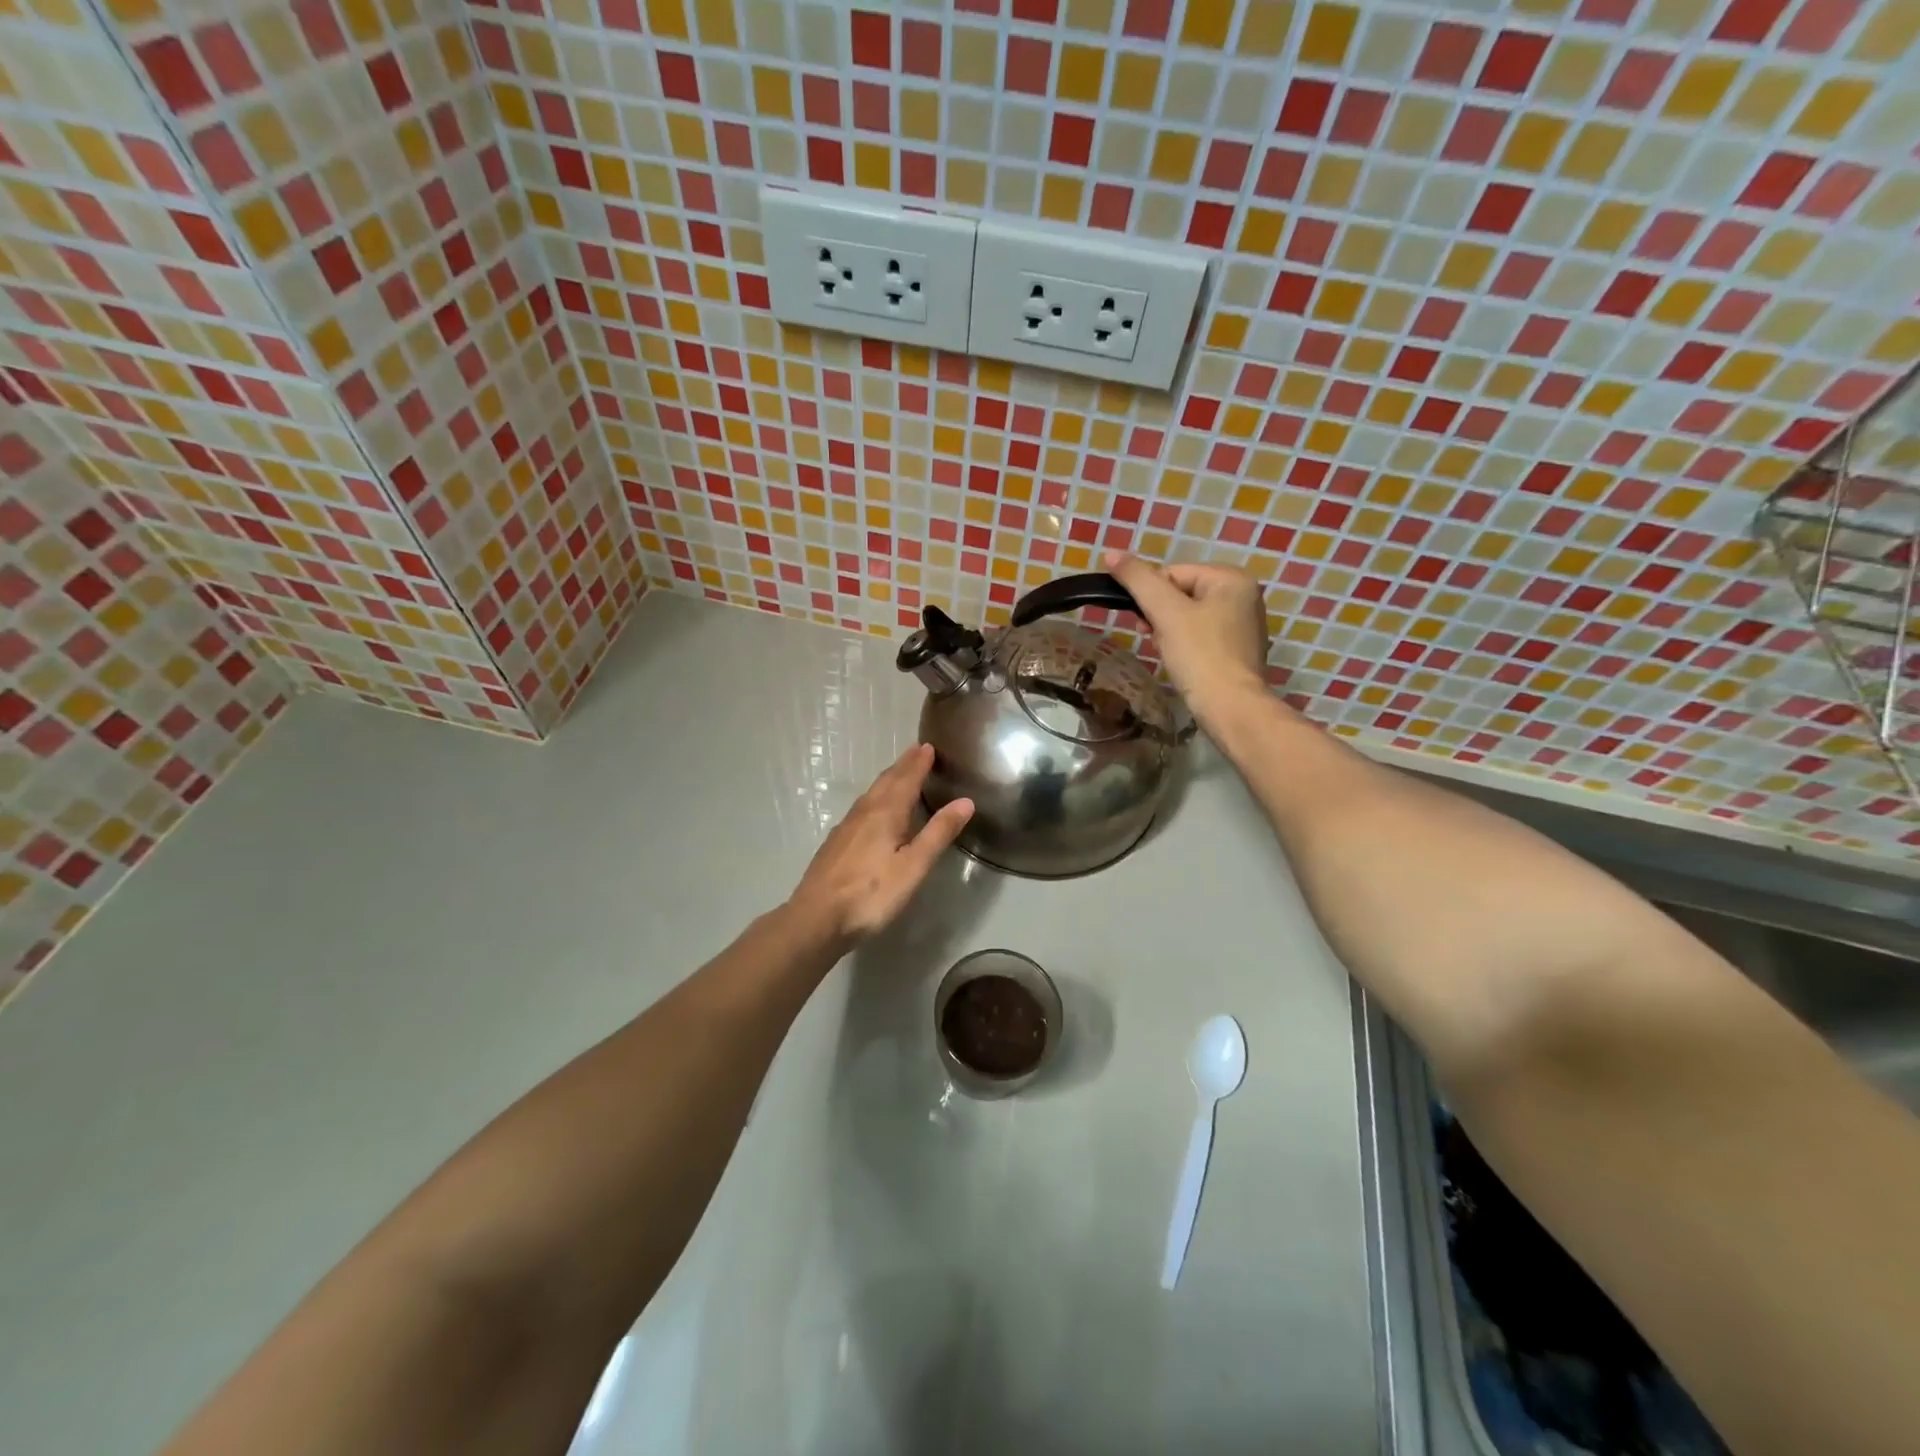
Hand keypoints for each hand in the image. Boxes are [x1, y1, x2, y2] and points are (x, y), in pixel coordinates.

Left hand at [788, 743, 973, 949]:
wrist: (816, 918)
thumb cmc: (871, 894)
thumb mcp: (913, 866)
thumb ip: (938, 833)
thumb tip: (965, 801)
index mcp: (885, 813)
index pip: (906, 779)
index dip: (918, 763)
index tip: (928, 746)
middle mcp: (864, 812)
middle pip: (886, 781)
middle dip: (903, 765)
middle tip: (916, 751)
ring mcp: (845, 827)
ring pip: (870, 794)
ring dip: (887, 779)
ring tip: (898, 773)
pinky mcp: (835, 843)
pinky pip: (860, 808)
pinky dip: (874, 797)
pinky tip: (872, 810)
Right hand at [1104, 551, 1269, 715]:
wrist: (1231, 708)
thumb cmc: (1200, 655)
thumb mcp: (1165, 613)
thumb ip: (1138, 580)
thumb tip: (1110, 553)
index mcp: (1232, 578)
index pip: (1173, 573)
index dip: (1151, 597)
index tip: (1144, 623)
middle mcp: (1244, 595)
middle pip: (1181, 594)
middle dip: (1161, 616)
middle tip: (1154, 638)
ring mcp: (1244, 624)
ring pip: (1189, 616)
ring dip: (1169, 631)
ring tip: (1167, 652)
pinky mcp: (1238, 650)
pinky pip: (1202, 636)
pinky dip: (1186, 646)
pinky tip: (1182, 662)